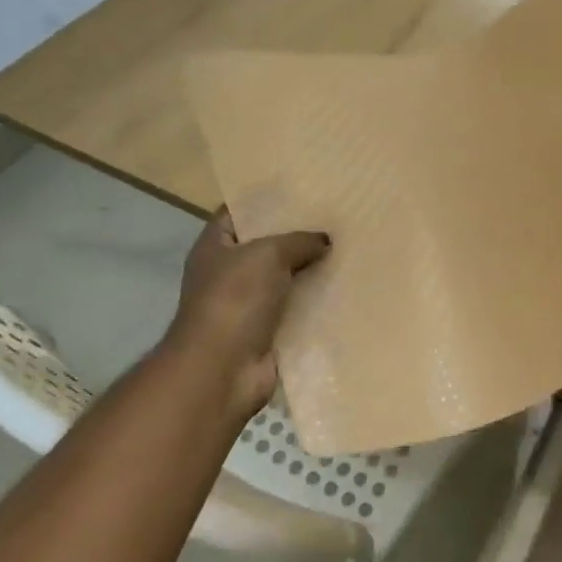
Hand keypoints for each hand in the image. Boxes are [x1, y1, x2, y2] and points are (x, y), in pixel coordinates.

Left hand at [163, 209, 329, 415]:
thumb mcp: (268, 254)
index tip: (300, 192)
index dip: (264, 202)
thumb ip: (299, 241)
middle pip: (265, 247)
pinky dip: (315, 303)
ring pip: (284, 279)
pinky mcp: (266, 332)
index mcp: (214, 247)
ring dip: (310, 271)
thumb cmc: (235, 299)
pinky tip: (344, 289)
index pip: (237, 213)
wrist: (223, 369)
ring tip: (347, 251)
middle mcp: (227, 274)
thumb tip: (325, 241)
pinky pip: (295, 310)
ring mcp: (246, 306)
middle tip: (333, 220)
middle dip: (296, 237)